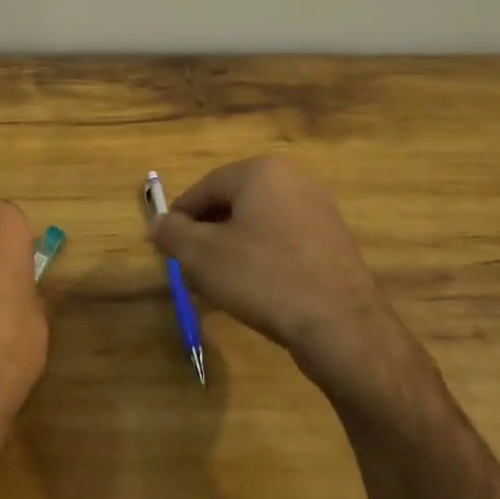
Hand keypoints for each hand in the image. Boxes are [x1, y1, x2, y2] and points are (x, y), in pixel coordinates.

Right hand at [148, 157, 424, 399]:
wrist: (341, 326)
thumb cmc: (263, 278)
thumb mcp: (202, 255)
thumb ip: (173, 233)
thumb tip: (158, 224)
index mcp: (261, 172)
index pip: (205, 187)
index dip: (179, 217)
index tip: (165, 245)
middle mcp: (294, 181)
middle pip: (233, 205)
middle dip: (207, 236)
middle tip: (189, 269)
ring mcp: (320, 212)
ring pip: (259, 226)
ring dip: (232, 251)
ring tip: (217, 286)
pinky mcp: (335, 244)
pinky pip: (284, 244)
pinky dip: (263, 261)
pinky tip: (253, 292)